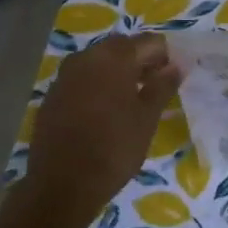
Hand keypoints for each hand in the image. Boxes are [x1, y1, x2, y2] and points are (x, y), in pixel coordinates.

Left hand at [22, 33, 180, 221]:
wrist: (62, 185)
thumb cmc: (114, 148)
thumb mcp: (147, 118)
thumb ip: (163, 86)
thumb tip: (176, 65)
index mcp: (113, 58)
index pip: (149, 42)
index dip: (165, 57)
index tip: (172, 79)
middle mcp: (85, 58)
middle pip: (121, 48)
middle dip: (140, 61)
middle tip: (155, 88)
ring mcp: (64, 76)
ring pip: (99, 63)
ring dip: (117, 73)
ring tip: (131, 101)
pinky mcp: (52, 96)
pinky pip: (81, 80)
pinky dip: (97, 87)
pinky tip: (104, 112)